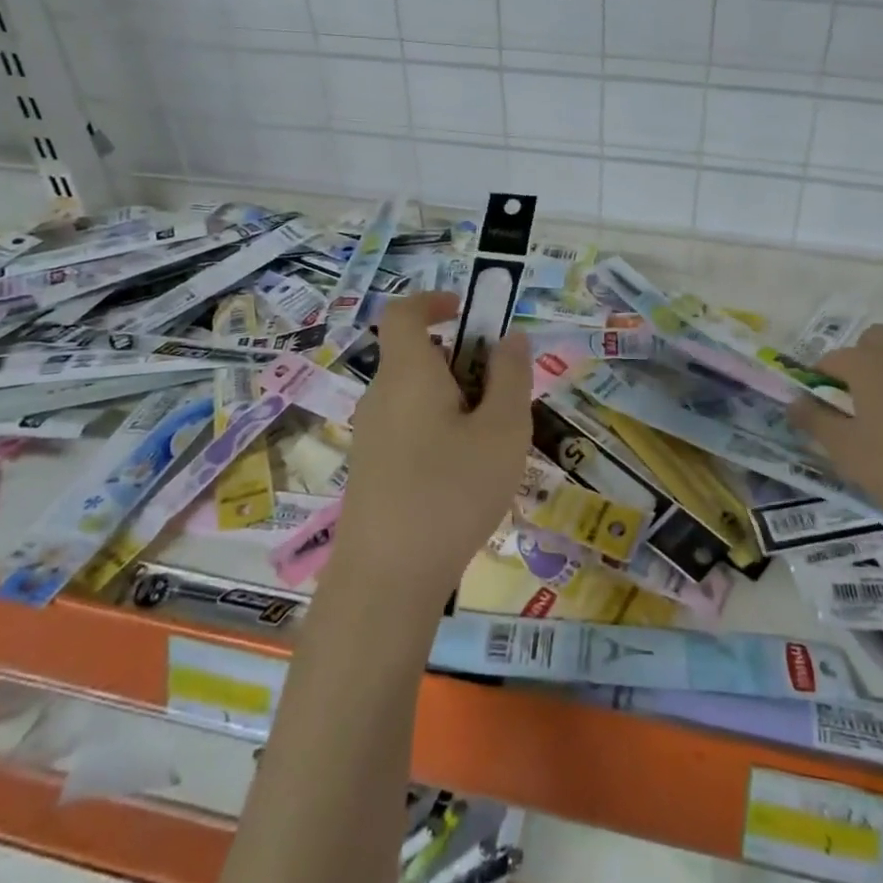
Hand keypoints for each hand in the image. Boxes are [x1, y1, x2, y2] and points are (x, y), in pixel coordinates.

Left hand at [333, 291, 532, 607]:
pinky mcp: (371, 470)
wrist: (386, 581)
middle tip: (503, 394)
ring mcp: (371, 436)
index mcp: (408, 373)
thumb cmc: (452, 491)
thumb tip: (511, 337)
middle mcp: (381, 396)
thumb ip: (511, 376)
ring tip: (493, 442)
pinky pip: (409, 427)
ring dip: (455, 400)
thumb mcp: (503, 430)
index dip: (433, 301)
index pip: (404, 313)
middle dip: (462, 361)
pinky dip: (440, 429)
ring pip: (417, 396)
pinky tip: (466, 476)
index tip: (468, 311)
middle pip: (417, 356)